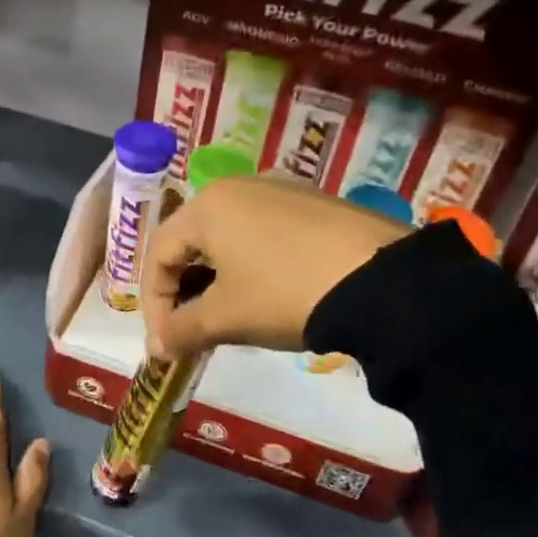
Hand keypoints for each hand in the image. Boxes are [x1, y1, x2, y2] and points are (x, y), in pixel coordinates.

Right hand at [142, 175, 409, 359]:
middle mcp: (239, 187)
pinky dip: (251, 265)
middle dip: (184, 290)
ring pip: (229, 236)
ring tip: (227, 316)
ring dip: (217, 279)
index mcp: (208, 206)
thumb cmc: (285, 294)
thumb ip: (181, 331)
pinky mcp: (315, 203)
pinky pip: (264, 232)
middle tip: (191, 330)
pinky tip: (268, 294)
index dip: (154, 303)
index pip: (159, 253)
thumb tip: (156, 349)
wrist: (382, 281)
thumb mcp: (226, 317)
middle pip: (191, 240)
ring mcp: (281, 190)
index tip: (165, 342)